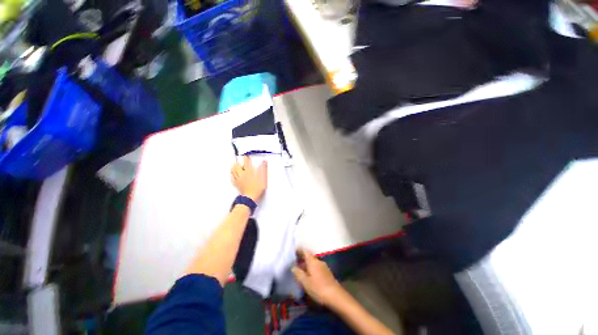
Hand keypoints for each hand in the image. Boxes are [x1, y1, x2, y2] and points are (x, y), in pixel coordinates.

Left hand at [231, 156, 267, 202]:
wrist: (250, 197)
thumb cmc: (257, 188)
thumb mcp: (263, 177)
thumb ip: (263, 168)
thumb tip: (264, 162)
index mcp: (249, 171)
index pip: (246, 161)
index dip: (247, 157)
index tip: (247, 156)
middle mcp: (242, 174)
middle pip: (237, 165)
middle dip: (238, 162)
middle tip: (240, 161)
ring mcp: (239, 179)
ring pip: (233, 170)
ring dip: (234, 167)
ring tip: (235, 165)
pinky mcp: (237, 184)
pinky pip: (232, 177)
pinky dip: (232, 174)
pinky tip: (233, 174)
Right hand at [292, 249, 343, 306]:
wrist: (336, 296)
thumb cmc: (318, 288)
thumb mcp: (306, 282)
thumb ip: (298, 273)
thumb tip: (293, 267)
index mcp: (313, 261)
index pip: (305, 251)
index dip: (299, 250)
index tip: (293, 251)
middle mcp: (318, 261)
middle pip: (309, 257)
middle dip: (301, 258)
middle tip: (293, 261)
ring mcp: (323, 267)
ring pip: (313, 262)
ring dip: (306, 264)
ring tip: (299, 269)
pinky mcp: (327, 273)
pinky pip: (316, 267)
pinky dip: (311, 269)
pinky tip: (308, 275)